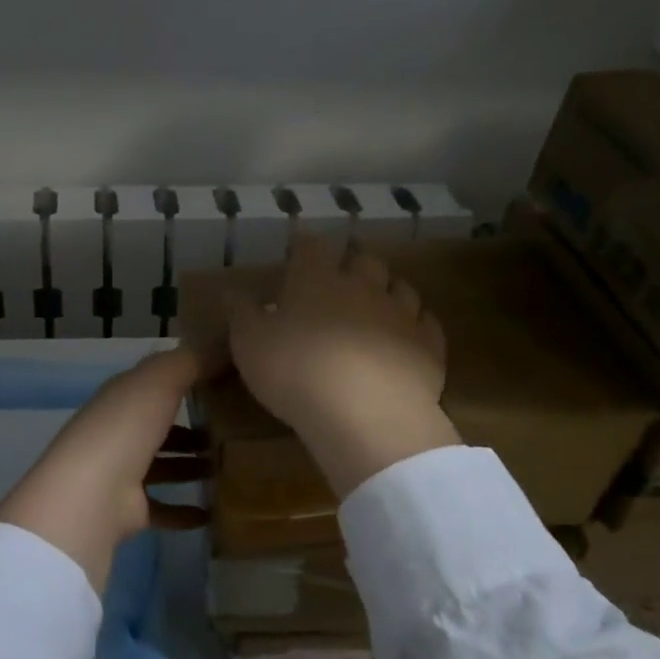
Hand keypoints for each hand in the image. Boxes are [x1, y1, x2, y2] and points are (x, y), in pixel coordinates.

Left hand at [0, 348, 207, 590]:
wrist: (92, 495)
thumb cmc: (125, 428)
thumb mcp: (160, 380)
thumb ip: (192, 361)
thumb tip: (224, 344)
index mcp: (121, 397)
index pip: (154, 383)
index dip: (186, 380)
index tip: (225, 382)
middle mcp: (118, 432)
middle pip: (159, 427)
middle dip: (192, 428)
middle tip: (236, 430)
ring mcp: (121, 473)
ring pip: (163, 467)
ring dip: (191, 467)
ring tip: (231, 468)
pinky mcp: (128, 511)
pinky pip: (162, 508)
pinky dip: (184, 511)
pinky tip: (212, 513)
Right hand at [228, 235, 459, 496]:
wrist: (365, 414)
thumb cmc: (295, 371)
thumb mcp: (249, 343)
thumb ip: (240, 313)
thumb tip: (231, 290)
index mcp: (316, 280)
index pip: (312, 246)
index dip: (305, 244)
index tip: (298, 247)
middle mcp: (362, 286)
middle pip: (364, 260)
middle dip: (352, 263)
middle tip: (340, 277)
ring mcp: (401, 314)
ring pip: (400, 287)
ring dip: (387, 290)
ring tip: (376, 303)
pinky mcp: (428, 346)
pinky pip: (426, 323)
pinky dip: (416, 324)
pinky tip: (406, 335)